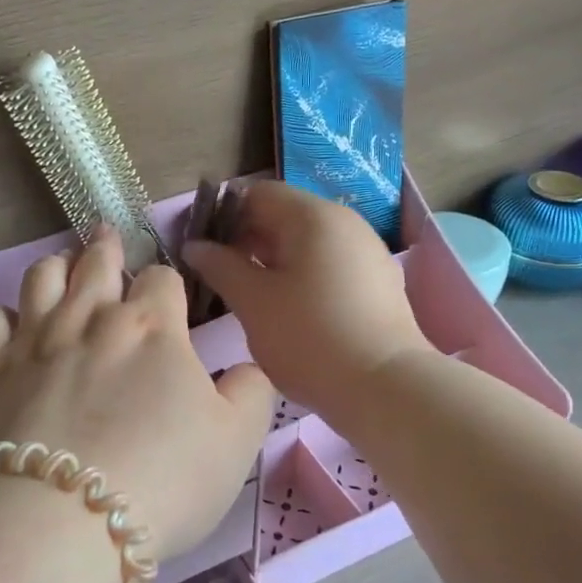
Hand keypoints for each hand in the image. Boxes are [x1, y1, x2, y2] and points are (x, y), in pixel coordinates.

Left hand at [0, 230, 275, 562]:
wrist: (64, 520)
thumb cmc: (164, 480)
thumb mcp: (237, 442)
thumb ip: (250, 392)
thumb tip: (246, 367)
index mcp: (152, 328)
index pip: (162, 279)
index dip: (168, 283)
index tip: (168, 296)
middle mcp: (91, 318)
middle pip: (97, 262)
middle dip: (107, 248)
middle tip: (107, 238)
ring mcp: (36, 341)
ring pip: (41, 277)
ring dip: (56, 266)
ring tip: (62, 266)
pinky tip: (9, 324)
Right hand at [184, 181, 428, 422]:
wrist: (386, 388)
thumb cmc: (310, 338)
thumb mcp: (252, 302)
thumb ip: (219, 266)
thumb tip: (195, 246)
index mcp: (313, 216)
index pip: (256, 194)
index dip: (222, 216)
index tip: (201, 250)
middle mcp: (344, 222)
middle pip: (282, 215)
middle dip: (245, 241)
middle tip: (218, 276)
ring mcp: (365, 251)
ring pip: (305, 243)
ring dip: (271, 261)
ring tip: (249, 296)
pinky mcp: (376, 281)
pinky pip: (327, 264)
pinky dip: (300, 276)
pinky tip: (286, 310)